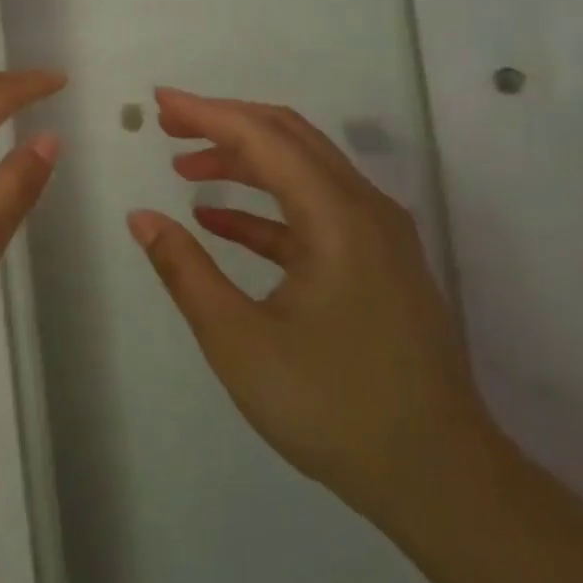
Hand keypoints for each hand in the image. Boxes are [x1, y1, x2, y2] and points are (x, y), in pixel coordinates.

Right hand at [128, 88, 495, 519]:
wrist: (440, 480)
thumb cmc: (333, 407)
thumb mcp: (239, 341)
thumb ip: (185, 270)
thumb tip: (142, 218)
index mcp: (337, 218)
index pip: (263, 138)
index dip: (206, 113)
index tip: (159, 102)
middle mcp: (365, 210)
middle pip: (289, 138)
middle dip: (224, 124)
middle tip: (167, 125)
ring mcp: (377, 237)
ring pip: (302, 171)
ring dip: (243, 161)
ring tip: (185, 167)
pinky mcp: (376, 264)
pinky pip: (313, 213)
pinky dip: (264, 207)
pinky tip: (218, 220)